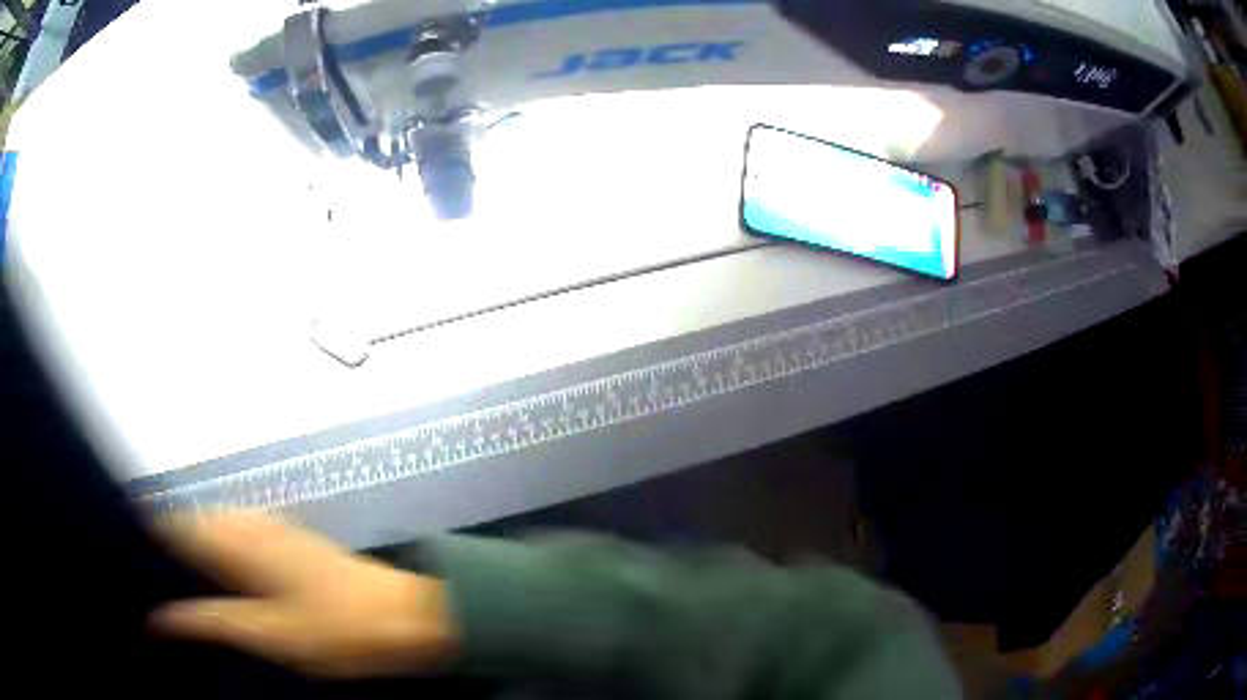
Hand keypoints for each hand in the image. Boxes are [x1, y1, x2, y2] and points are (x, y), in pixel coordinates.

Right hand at [148, 510, 456, 677]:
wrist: (405, 616)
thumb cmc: (334, 631)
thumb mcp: (266, 634)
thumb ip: (208, 622)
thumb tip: (157, 621)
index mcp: (233, 537)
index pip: (169, 520)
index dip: (143, 534)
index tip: (124, 556)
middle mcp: (245, 520)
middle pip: (186, 520)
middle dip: (161, 544)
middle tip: (142, 577)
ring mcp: (268, 525)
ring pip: (208, 526)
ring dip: (186, 547)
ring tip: (166, 580)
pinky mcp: (285, 538)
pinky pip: (233, 534)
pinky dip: (212, 551)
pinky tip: (211, 577)